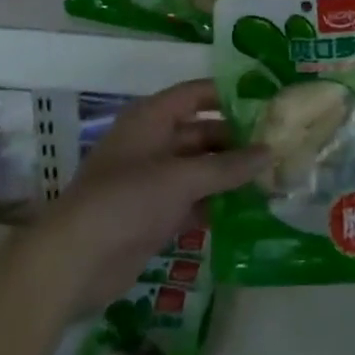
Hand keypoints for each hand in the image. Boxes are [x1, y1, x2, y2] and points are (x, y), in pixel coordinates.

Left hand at [28, 80, 268, 315]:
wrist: (76, 260)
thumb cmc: (127, 200)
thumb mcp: (182, 178)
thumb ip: (228, 167)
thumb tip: (269, 152)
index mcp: (152, 118)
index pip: (197, 94)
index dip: (230, 95)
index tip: (267, 102)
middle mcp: (153, 142)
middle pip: (202, 132)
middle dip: (237, 141)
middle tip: (278, 147)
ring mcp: (152, 179)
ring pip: (199, 168)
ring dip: (229, 175)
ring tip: (272, 178)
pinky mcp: (153, 213)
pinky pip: (192, 199)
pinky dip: (216, 203)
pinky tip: (248, 210)